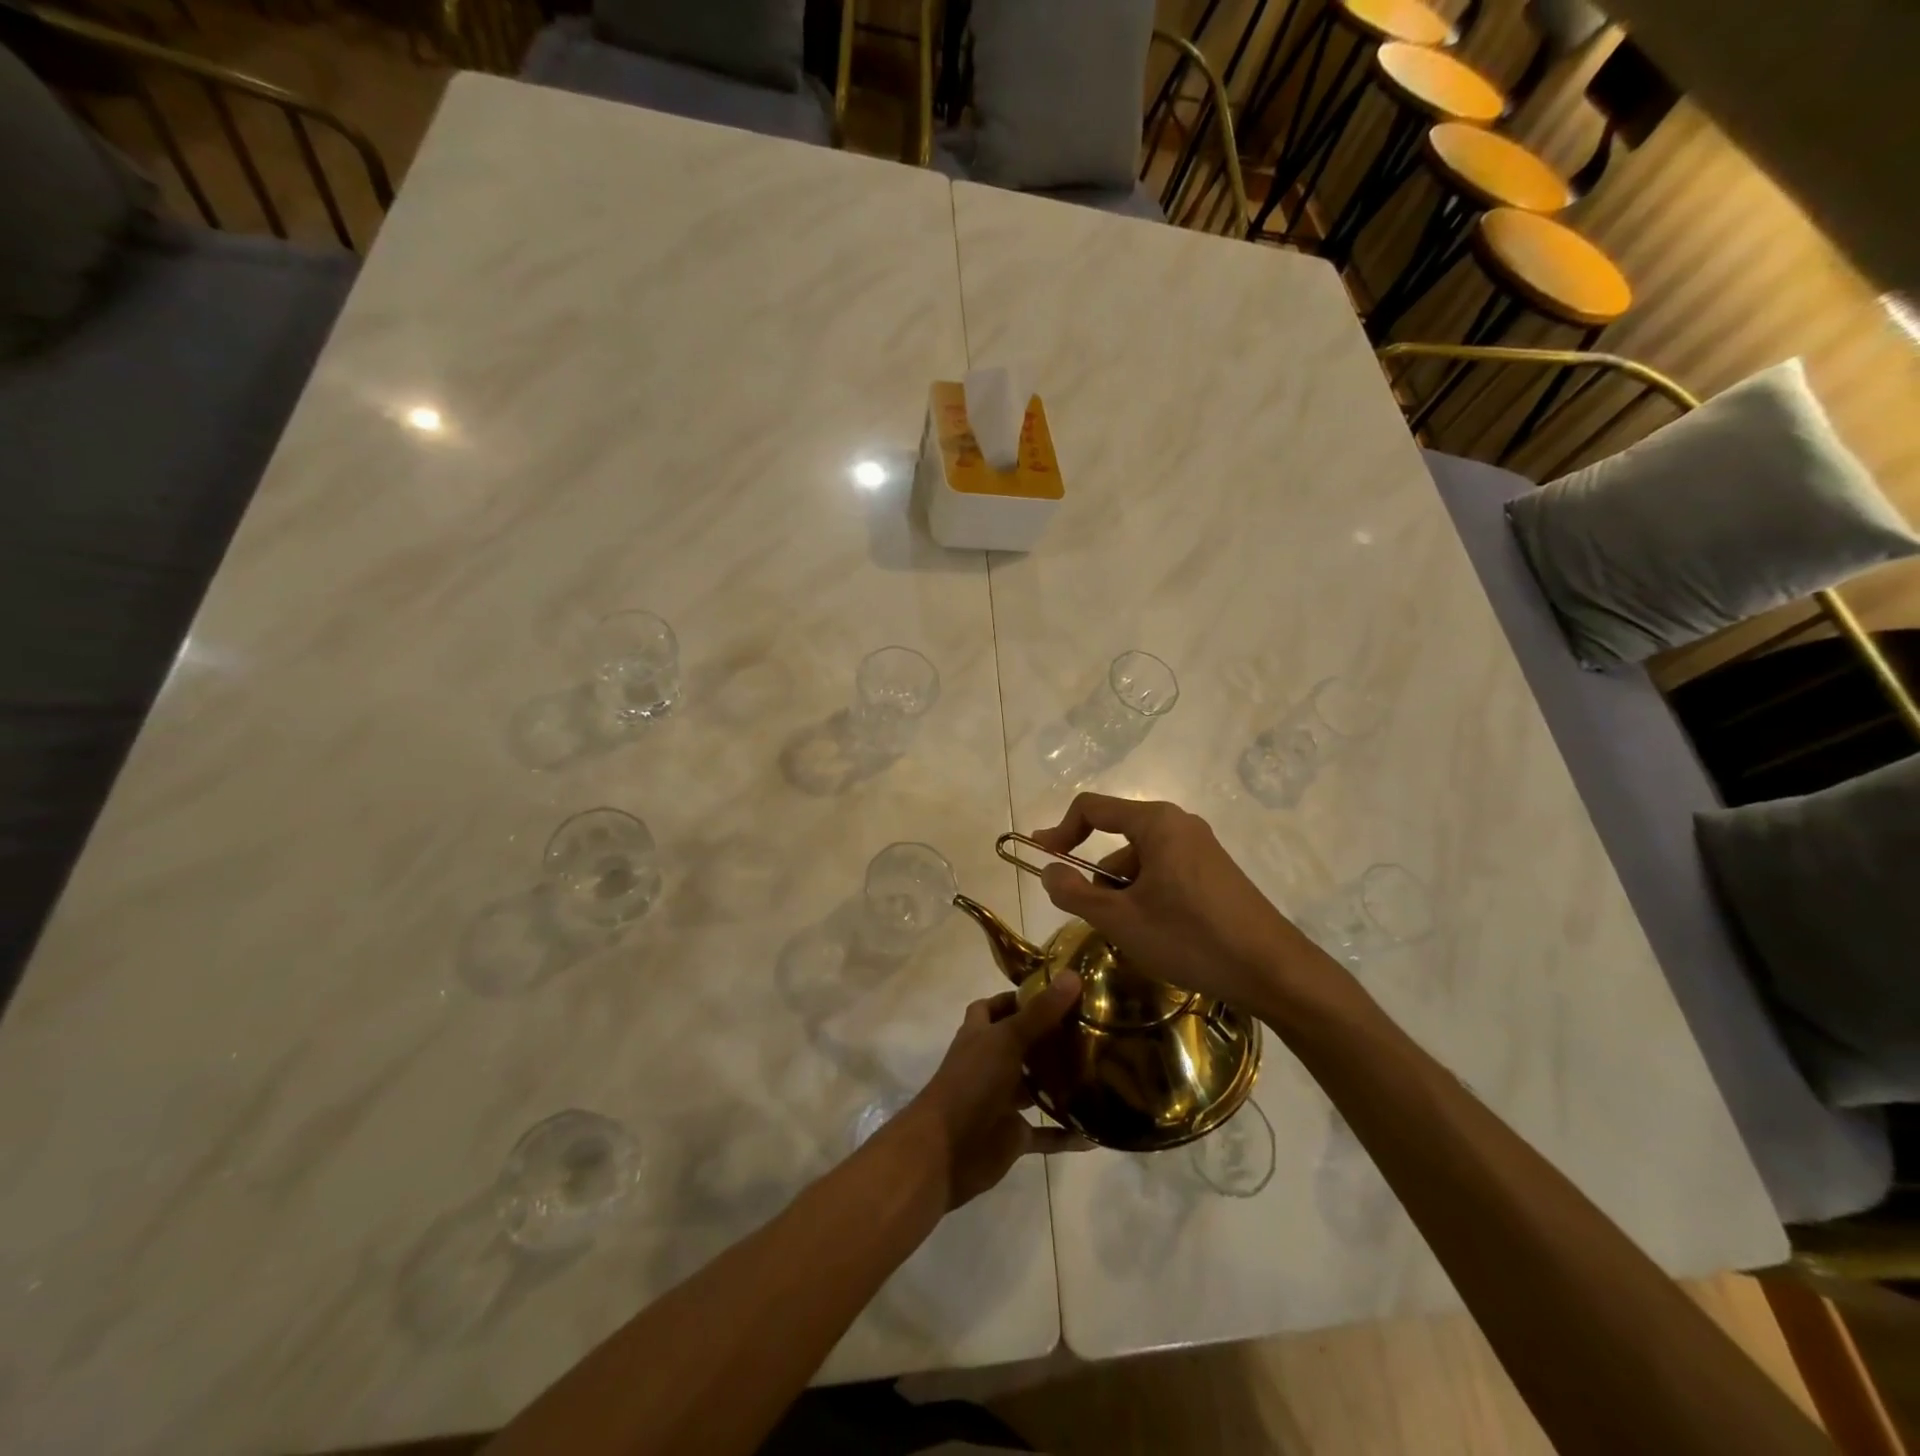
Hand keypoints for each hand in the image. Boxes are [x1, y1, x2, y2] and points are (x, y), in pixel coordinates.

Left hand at [896, 974, 1087, 1209]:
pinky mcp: (1012, 1136)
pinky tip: (1093, 1132)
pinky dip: (1065, 1134)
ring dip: (1059, 1083)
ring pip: (1033, 1088)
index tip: (1054, 992)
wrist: (946, 1151)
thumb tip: (1074, 975)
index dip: (1017, 998)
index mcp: (980, 1035)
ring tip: (1099, 1071)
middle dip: (1047, 1038)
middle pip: (1019, 1045)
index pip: (993, 1007)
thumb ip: (1041, 1012)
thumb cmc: (972, 1083)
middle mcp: (989, 1064)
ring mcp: (1000, 1101)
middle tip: (1088, 1029)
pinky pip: (1044, 1135)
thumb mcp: (1007, 1040)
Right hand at [1029, 793, 1329, 1016]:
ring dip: (1124, 894)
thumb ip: (1074, 892)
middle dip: (1099, 877)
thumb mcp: (1120, 919)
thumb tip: (1048, 871)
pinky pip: (1166, 875)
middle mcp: (1179, 825)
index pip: (1091, 808)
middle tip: (1096, 918)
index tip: (1043, 860)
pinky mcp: (1216, 874)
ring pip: (1142, 863)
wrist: (1273, 971)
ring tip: (1133, 937)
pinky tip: (1159, 936)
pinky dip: (1149, 898)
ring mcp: (1202, 849)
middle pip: (1117, 839)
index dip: (1060, 831)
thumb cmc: (1189, 936)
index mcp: (1156, 822)